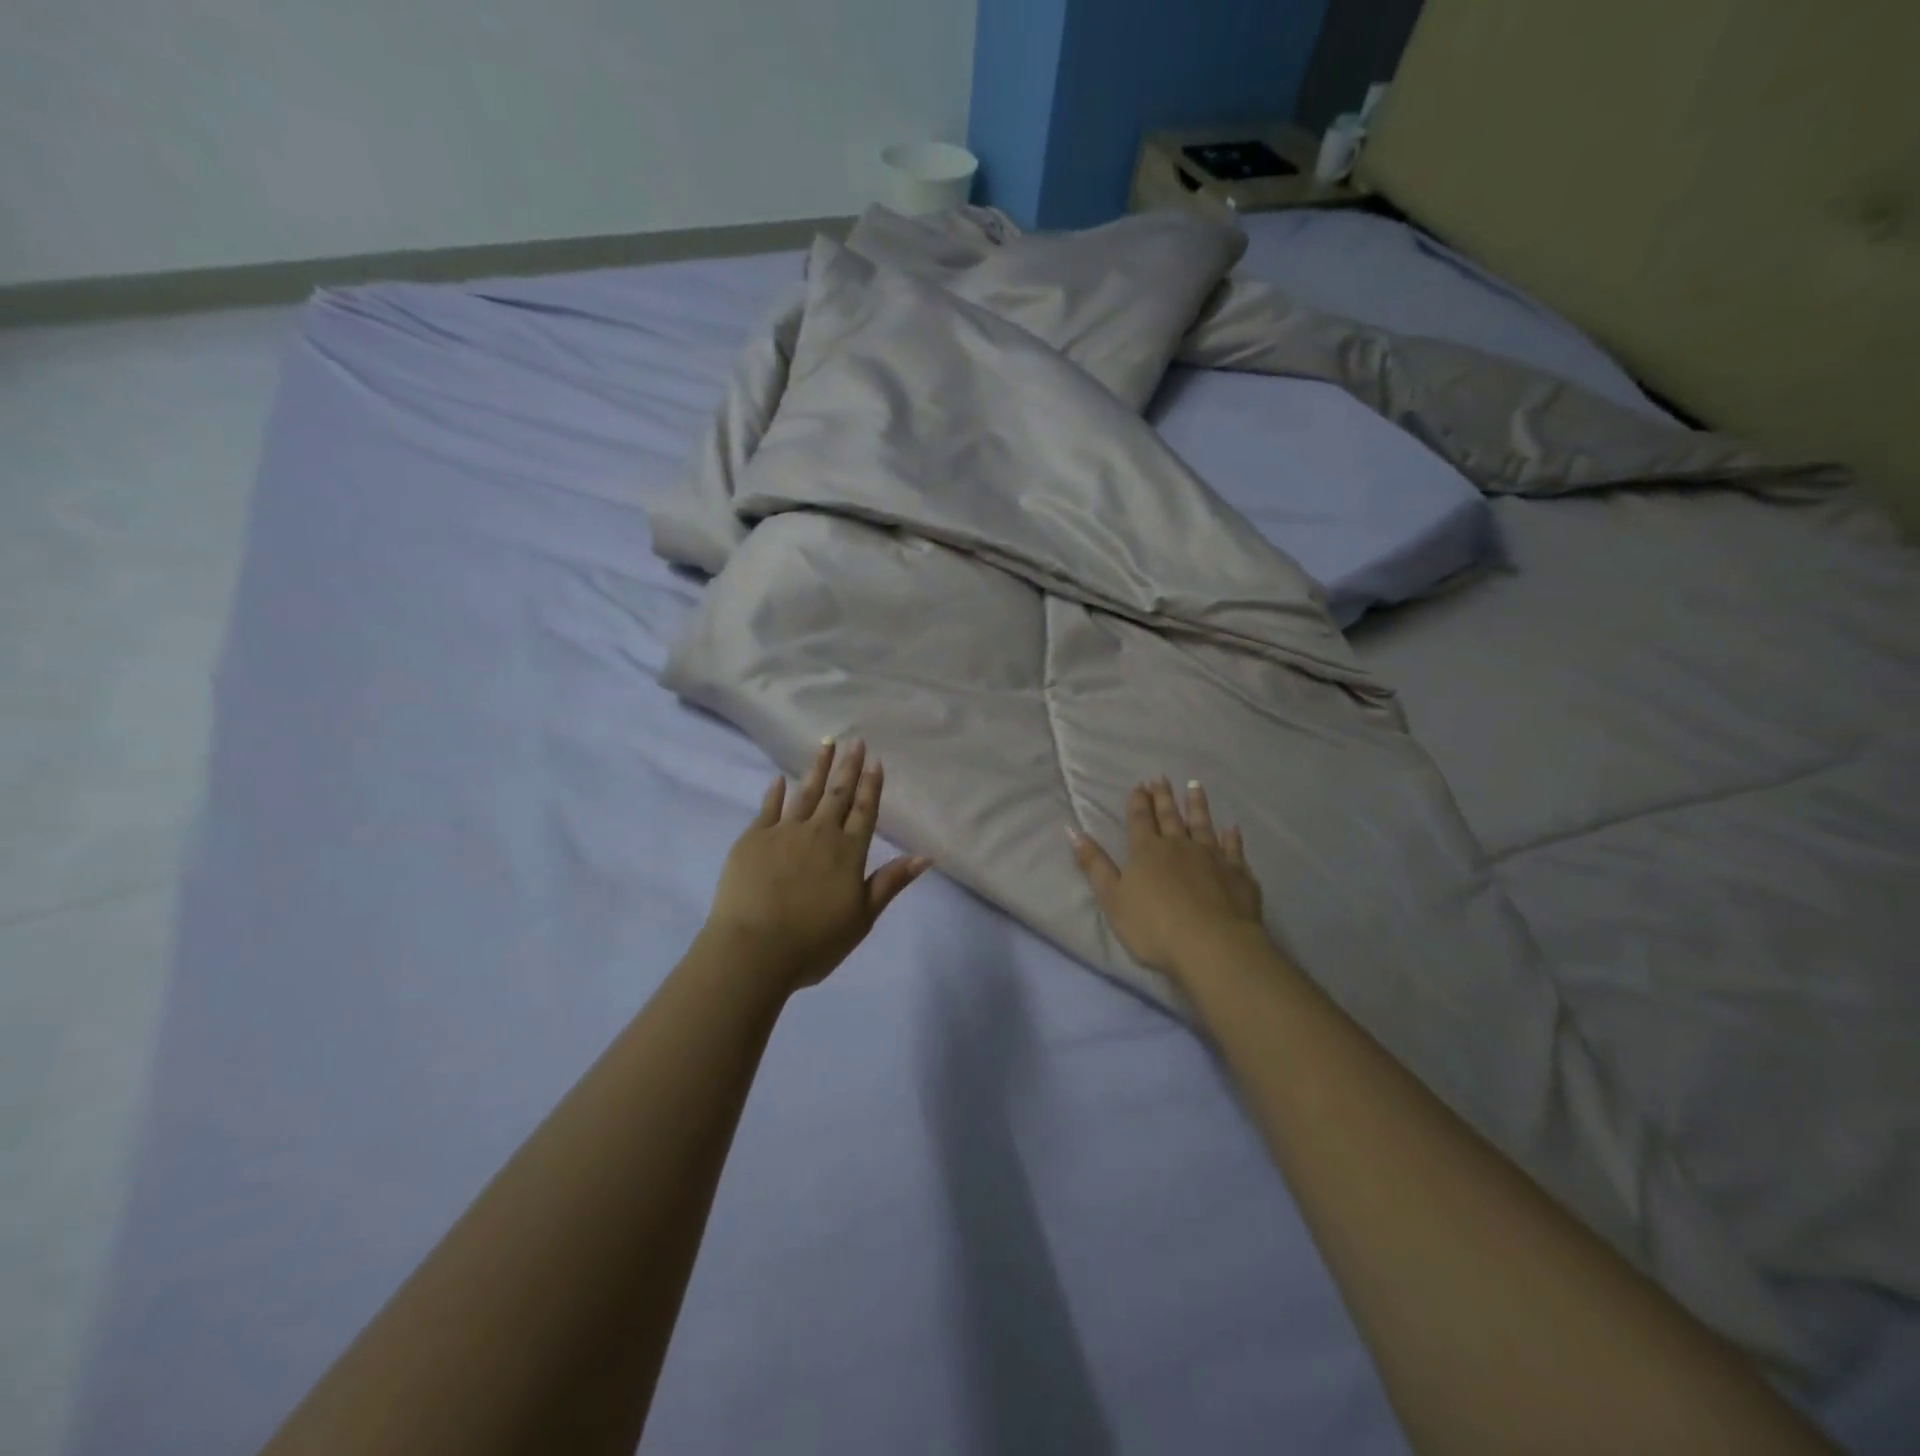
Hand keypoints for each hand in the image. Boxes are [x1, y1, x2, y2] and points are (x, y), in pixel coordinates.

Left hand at [704, 739, 931, 994]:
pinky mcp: (753, 839)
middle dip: (848, 767)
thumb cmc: (814, 941)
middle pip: (838, 794)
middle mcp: (819, 833)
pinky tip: (779, 779)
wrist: (754, 949)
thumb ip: (890, 882)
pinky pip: (768, 808)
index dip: (871, 786)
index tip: (875, 761)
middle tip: (855, 741)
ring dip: (817, 768)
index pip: (864, 811)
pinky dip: (775, 792)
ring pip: (805, 793)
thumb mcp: (862, 917)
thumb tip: (925, 856)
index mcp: (848, 852)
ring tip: (826, 744)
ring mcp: (784, 832)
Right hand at [1069, 777, 1266, 983]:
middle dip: (1163, 797)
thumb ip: (1094, 864)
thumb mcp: (1112, 898)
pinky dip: (1232, 837)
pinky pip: (1234, 849)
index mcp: (1147, 851)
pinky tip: (1232, 828)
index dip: (1138, 802)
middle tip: (1161, 778)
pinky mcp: (1237, 874)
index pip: (1140, 820)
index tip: (1140, 785)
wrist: (1212, 945)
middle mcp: (1179, 846)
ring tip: (1195, 786)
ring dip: (1197, 805)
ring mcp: (1212, 857)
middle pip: (1170, 816)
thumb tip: (1072, 831)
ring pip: (1202, 825)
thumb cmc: (1154, 926)